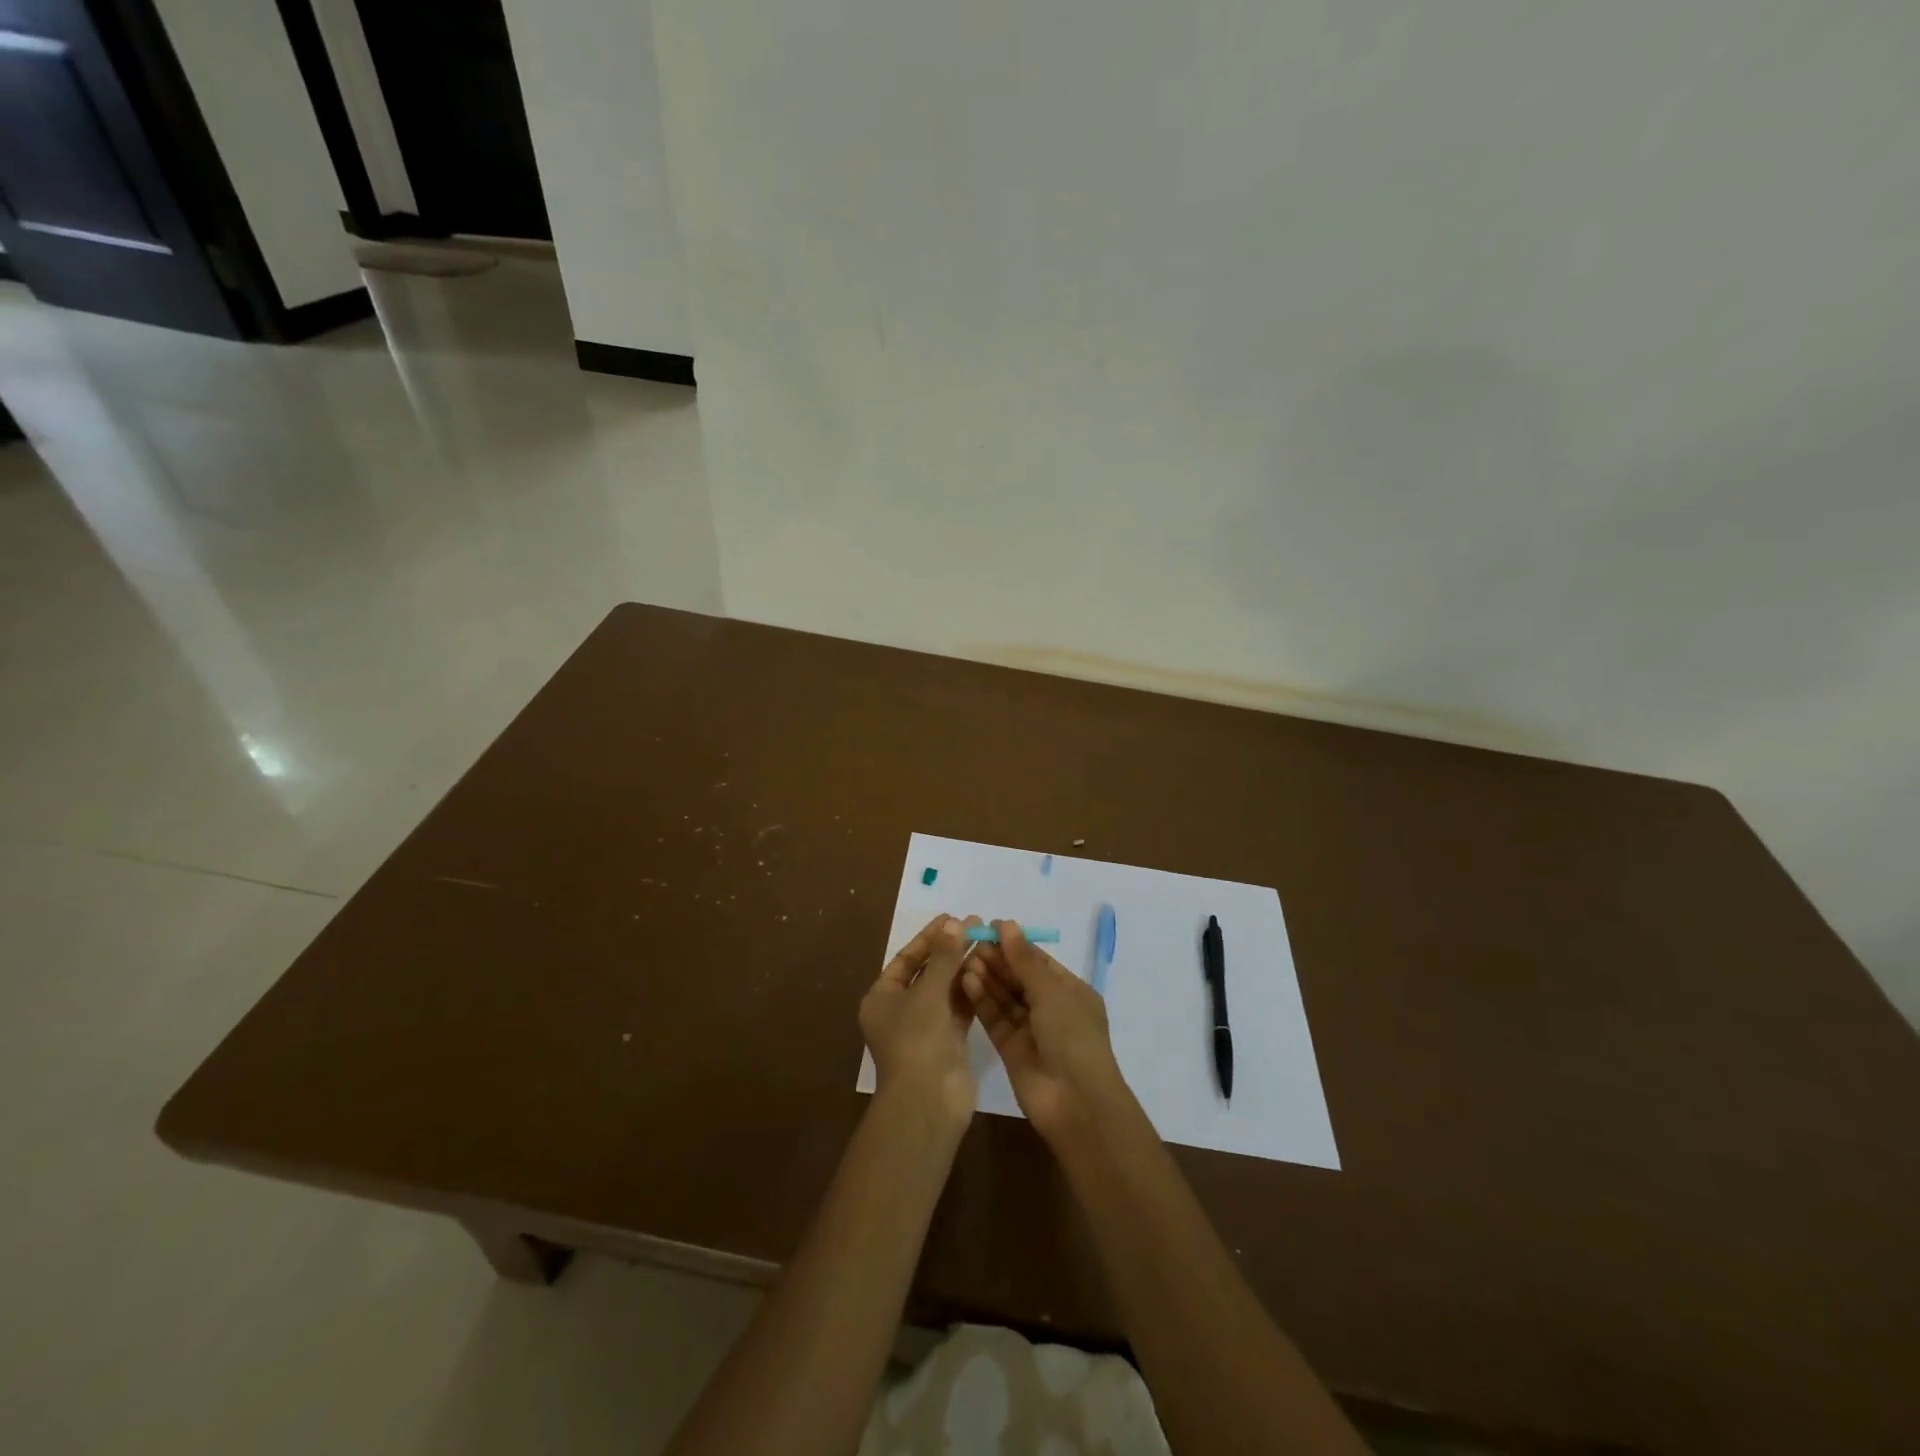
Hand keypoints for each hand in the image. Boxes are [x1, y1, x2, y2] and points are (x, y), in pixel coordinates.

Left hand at [859, 914, 978, 1127]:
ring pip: (945, 989)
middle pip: (927, 972)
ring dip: (963, 967)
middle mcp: (900, 1011)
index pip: (906, 959)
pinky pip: (959, 1008)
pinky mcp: (948, 1041)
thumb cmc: (917, 1040)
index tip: (952, 917)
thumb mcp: (928, 992)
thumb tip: (955, 923)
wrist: (928, 1101)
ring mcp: (925, 1028)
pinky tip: (987, 969)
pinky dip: (970, 990)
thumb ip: (944, 957)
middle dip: (950, 949)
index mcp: (882, 998)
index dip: (929, 937)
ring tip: (986, 941)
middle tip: (976, 925)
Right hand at [961, 919, 1131, 1146]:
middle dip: (998, 960)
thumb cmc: (1072, 1036)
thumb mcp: (1051, 991)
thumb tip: (1006, 924)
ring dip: (987, 977)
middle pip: (1019, 978)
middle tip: (972, 941)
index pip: (1038, 962)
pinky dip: (982, 1000)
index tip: (989, 927)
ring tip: (965, 958)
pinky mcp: (1010, 1049)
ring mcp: (1030, 1030)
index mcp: (1070, 992)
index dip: (1015, 944)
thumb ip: (1024, 959)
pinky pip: (995, 1018)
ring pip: (1005, 997)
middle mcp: (1051, 1009)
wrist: (1075, 1102)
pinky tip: (966, 980)